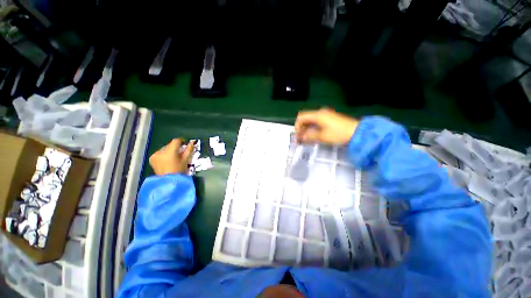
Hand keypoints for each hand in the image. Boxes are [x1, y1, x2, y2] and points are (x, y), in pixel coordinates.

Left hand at [149, 139, 194, 175]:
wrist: (169, 181)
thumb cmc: (179, 170)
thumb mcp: (186, 159)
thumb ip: (189, 149)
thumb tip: (192, 142)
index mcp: (170, 151)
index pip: (176, 141)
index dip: (181, 141)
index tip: (185, 144)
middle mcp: (161, 151)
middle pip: (170, 145)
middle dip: (176, 147)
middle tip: (180, 153)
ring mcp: (155, 155)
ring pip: (165, 149)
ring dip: (170, 151)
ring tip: (174, 157)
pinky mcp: (152, 158)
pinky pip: (160, 153)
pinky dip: (164, 154)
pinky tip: (167, 160)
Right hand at [295, 108, 358, 145]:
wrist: (357, 133)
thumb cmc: (339, 134)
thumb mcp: (322, 136)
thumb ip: (309, 136)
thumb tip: (300, 138)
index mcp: (317, 115)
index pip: (301, 117)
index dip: (297, 126)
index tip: (298, 135)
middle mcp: (320, 113)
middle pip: (306, 119)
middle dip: (302, 128)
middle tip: (301, 139)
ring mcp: (326, 115)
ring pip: (311, 121)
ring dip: (307, 129)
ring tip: (307, 139)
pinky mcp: (330, 119)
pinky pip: (317, 122)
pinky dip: (313, 128)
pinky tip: (314, 136)